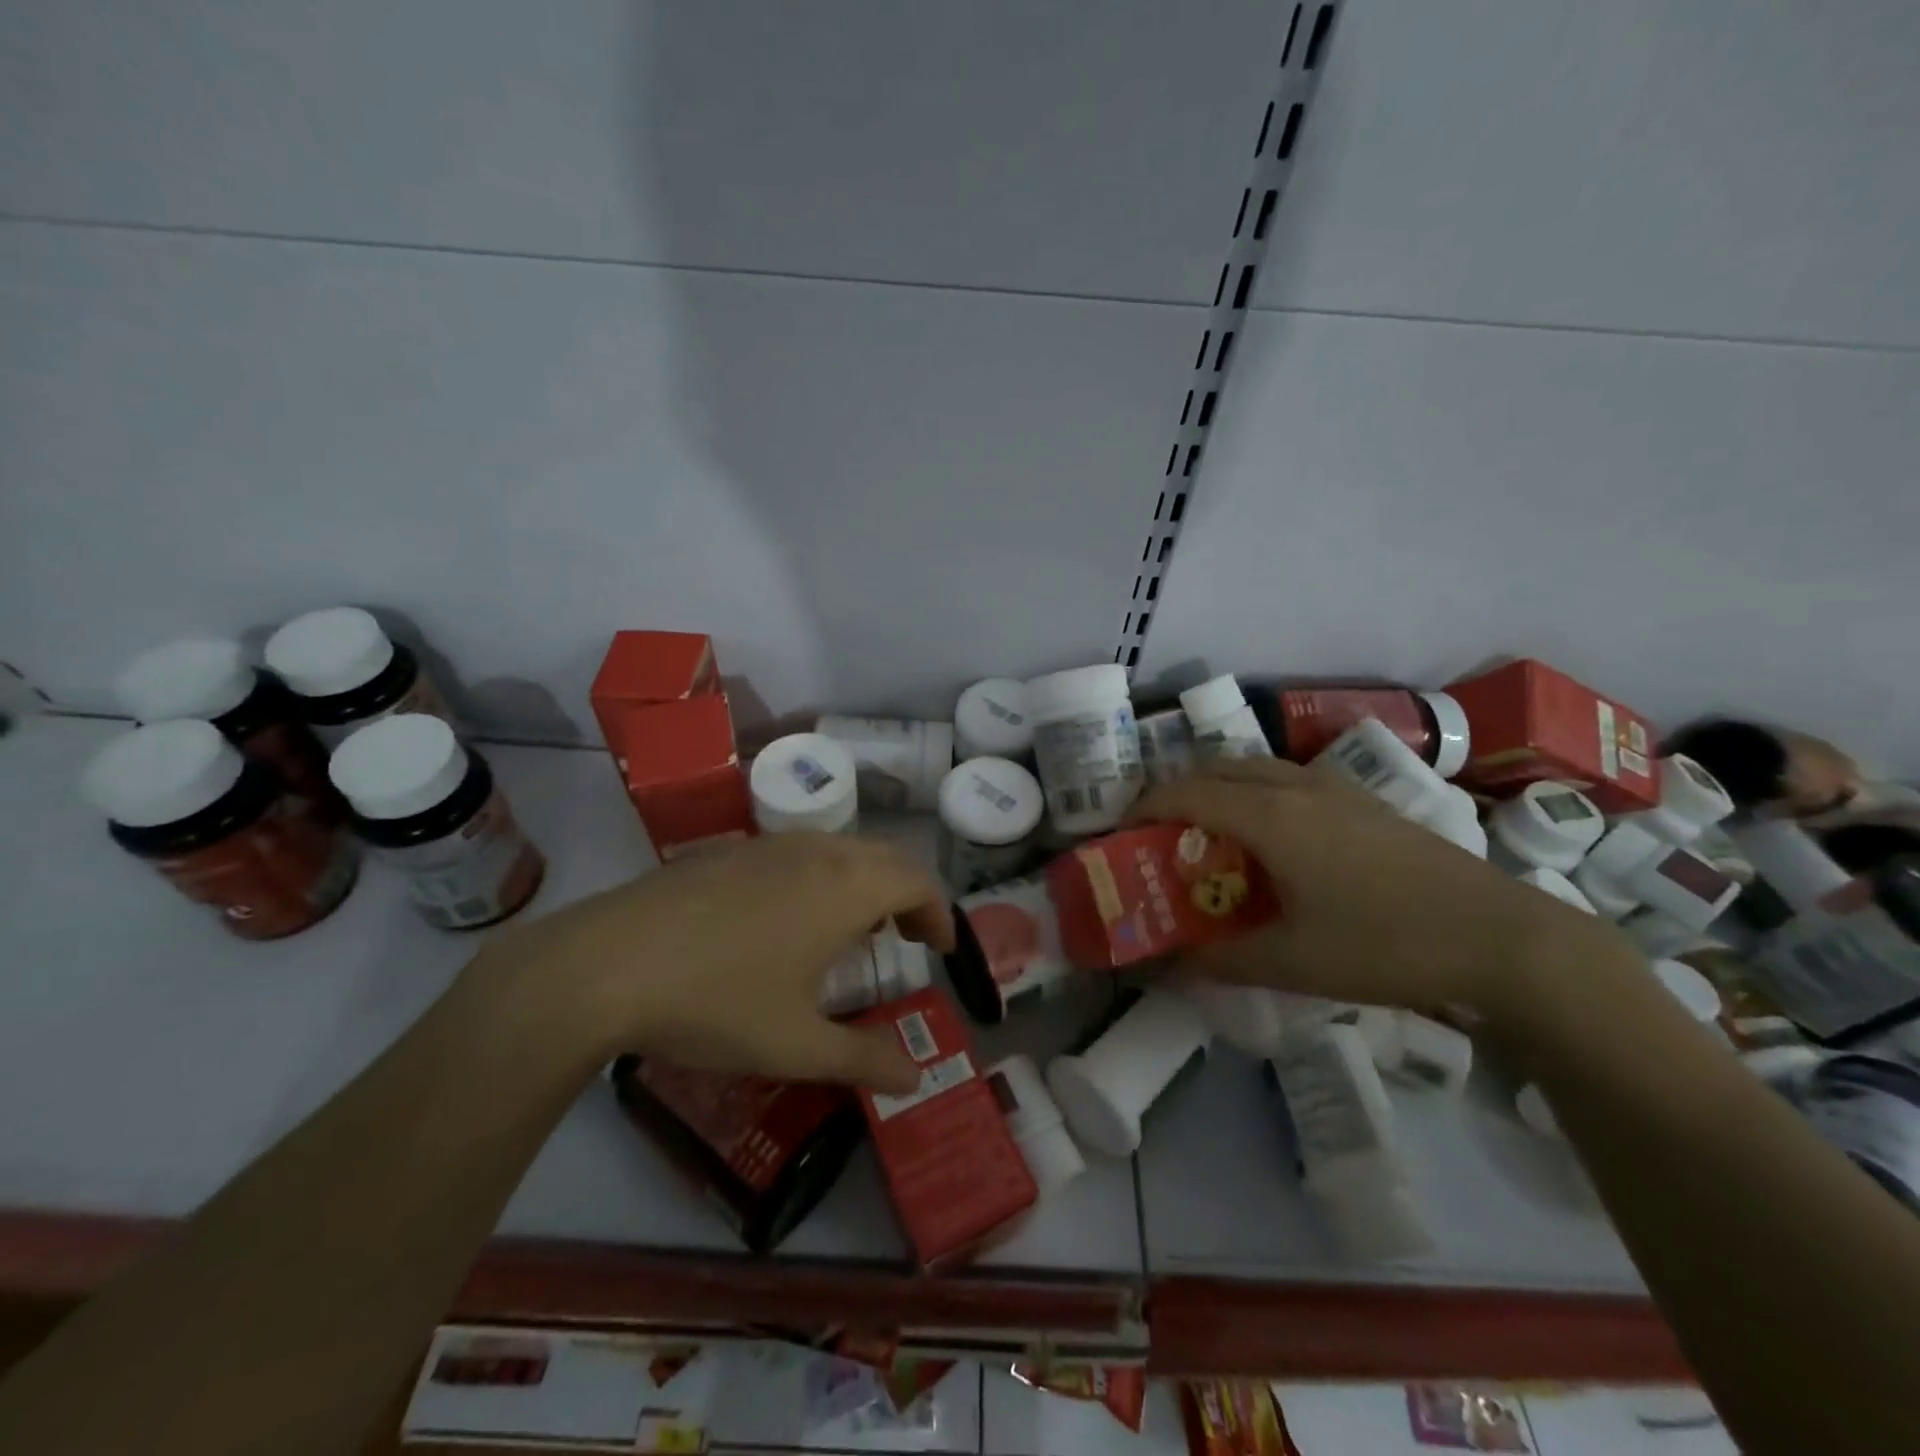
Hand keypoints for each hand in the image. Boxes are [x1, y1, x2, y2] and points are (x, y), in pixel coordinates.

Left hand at [469, 833, 953, 1094]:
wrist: (604, 964)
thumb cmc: (716, 1003)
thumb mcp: (797, 1046)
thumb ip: (865, 1060)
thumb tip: (916, 1077)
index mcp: (845, 888)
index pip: (918, 881)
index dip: (940, 912)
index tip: (942, 948)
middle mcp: (815, 852)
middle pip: (884, 857)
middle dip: (907, 894)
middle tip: (908, 937)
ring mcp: (767, 844)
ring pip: (839, 849)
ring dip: (863, 882)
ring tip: (854, 929)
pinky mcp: (726, 850)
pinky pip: (796, 853)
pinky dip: (820, 876)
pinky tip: (788, 919)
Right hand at [1129, 756, 1631, 1021]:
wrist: (1503, 938)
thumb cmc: (1386, 945)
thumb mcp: (1290, 962)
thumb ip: (1217, 959)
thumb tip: (1164, 965)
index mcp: (1270, 816)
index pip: (1186, 794)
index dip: (1144, 808)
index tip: (1121, 834)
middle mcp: (1296, 787)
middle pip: (1216, 769)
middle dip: (1177, 792)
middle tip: (1160, 834)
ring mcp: (1337, 789)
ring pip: (1256, 769)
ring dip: (1219, 789)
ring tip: (1209, 832)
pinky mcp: (1366, 802)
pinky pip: (1289, 780)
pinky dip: (1257, 794)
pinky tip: (1273, 839)